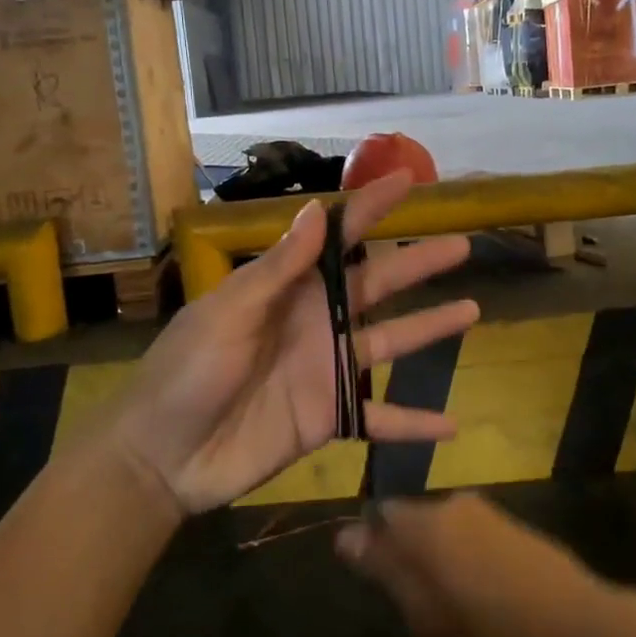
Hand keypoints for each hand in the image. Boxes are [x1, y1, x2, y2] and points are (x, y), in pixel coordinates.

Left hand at [108, 170, 479, 514]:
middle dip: (418, 263)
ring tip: (471, 310)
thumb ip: (276, 270)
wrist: (164, 456)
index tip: (407, 180)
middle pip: (377, 285)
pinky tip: (452, 424)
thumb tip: (315, 210)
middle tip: (463, 245)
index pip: (337, 239)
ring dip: (430, 328)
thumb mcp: (228, 314)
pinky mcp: (329, 418)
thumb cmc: (187, 373)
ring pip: (389, 343)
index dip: (371, 208)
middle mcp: (316, 322)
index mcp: (289, 290)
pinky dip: (414, 423)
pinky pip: (380, 419)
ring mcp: (326, 370)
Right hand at [335, 493, 623, 636]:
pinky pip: (473, 539)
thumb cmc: (496, 630)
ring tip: (456, 614)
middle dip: (409, 559)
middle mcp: (453, 503)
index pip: (381, 514)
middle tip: (420, 611)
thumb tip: (344, 536)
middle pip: (413, 523)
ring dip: (441, 564)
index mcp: (426, 520)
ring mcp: (488, 512)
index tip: (382, 587)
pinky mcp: (514, 526)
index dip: (375, 548)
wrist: (583, 629)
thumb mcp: (428, 613)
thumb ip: (384, 570)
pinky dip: (469, 564)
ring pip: (445, 532)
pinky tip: (487, 603)